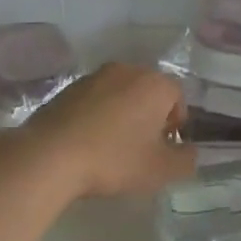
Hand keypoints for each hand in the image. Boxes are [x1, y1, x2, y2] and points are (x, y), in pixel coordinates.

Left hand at [17, 63, 196, 197]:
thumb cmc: (115, 159)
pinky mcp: (66, 89)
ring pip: (120, 94)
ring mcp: (93, 77)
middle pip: (148, 91)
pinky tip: (89, 142)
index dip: (177, 123)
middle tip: (144, 147)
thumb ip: (186, 160)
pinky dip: (98, 115)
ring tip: (114, 146)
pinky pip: (94, 100)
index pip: (178, 96)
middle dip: (150, 115)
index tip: (166, 147)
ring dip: (123, 114)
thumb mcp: (161, 170)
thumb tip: (191, 152)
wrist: (50, 156)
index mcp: (154, 84)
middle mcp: (126, 70)